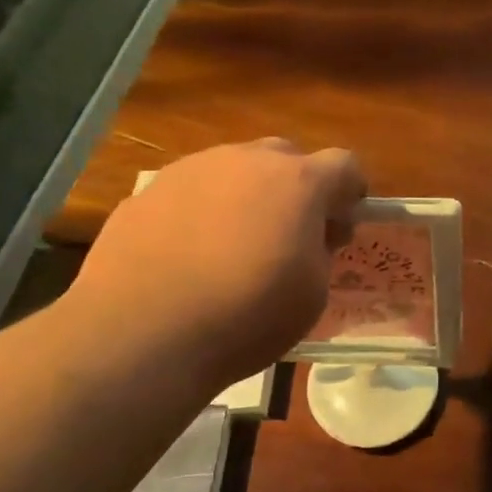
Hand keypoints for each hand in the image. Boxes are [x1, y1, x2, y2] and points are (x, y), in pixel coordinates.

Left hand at [65, 139, 365, 391]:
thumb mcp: (312, 295)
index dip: (351, 193)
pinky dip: (202, 213)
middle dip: (298, 189)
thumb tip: (309, 237)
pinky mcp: (148, 191)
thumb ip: (320, 252)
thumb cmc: (245, 316)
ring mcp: (192, 169)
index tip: (341, 227)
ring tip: (232, 247)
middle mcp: (246, 160)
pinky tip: (188, 256)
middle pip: (287, 157)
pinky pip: (192, 191)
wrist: (141, 333)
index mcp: (298, 182)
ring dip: (247, 196)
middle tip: (290, 235)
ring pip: (235, 170)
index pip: (345, 164)